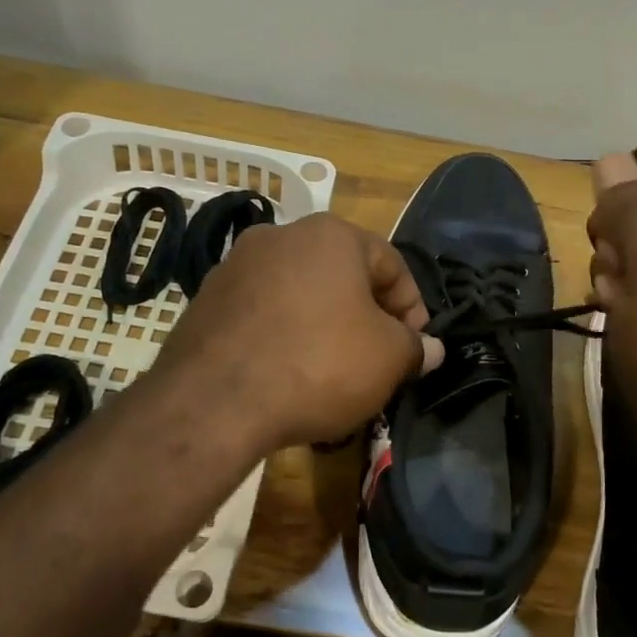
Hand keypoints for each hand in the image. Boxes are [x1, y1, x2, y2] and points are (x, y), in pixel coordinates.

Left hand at [154, 213, 442, 450]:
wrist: (215, 401)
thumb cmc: (319, 365)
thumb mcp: (387, 359)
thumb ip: (416, 348)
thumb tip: (430, 349)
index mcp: (331, 235)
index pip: (391, 264)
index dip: (413, 308)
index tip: (415, 348)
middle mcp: (280, 236)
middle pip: (342, 276)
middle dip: (365, 317)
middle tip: (376, 361)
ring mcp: (235, 266)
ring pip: (300, 295)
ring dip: (323, 327)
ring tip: (331, 373)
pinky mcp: (205, 301)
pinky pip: (262, 316)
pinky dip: (282, 338)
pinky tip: (287, 376)